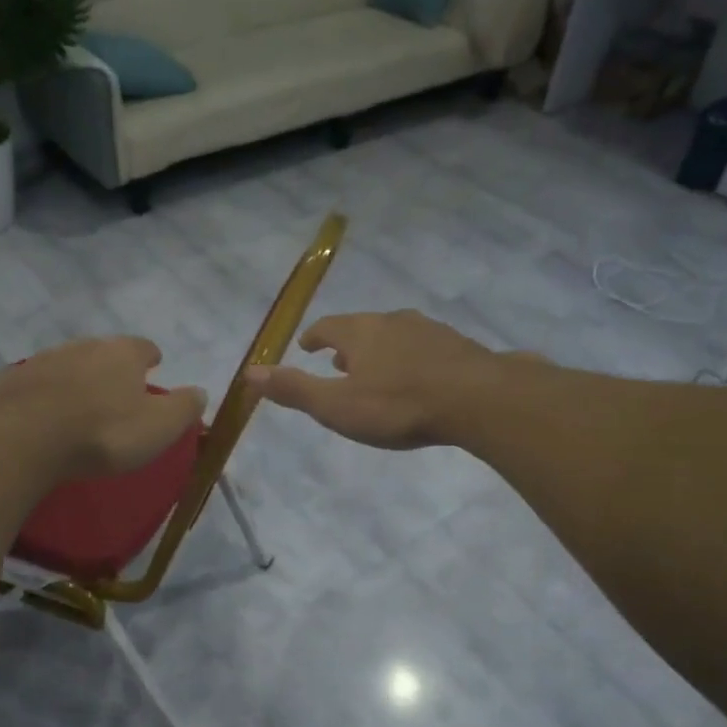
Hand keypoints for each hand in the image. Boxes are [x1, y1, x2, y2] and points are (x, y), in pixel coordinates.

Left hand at [0, 337, 206, 481]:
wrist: (22, 438)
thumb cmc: (102, 433)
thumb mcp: (158, 427)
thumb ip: (183, 408)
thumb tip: (201, 392)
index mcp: (122, 354)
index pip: (143, 346)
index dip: (150, 357)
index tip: (154, 365)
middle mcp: (83, 346)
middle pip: (103, 351)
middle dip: (112, 366)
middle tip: (117, 389)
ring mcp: (43, 360)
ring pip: (68, 364)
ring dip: (77, 379)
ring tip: (81, 403)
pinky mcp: (11, 381)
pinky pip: (37, 384)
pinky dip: (46, 394)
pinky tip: (45, 414)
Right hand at [244, 310, 503, 449]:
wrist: (478, 399)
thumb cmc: (397, 405)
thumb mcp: (336, 406)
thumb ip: (294, 389)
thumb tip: (249, 371)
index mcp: (359, 332)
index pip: (327, 326)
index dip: (314, 337)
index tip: (306, 346)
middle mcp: (392, 321)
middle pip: (362, 327)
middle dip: (347, 343)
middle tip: (338, 361)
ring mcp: (429, 330)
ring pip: (395, 335)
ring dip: (380, 350)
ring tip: (376, 370)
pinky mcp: (458, 346)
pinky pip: (424, 348)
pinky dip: (411, 358)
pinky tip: (418, 377)